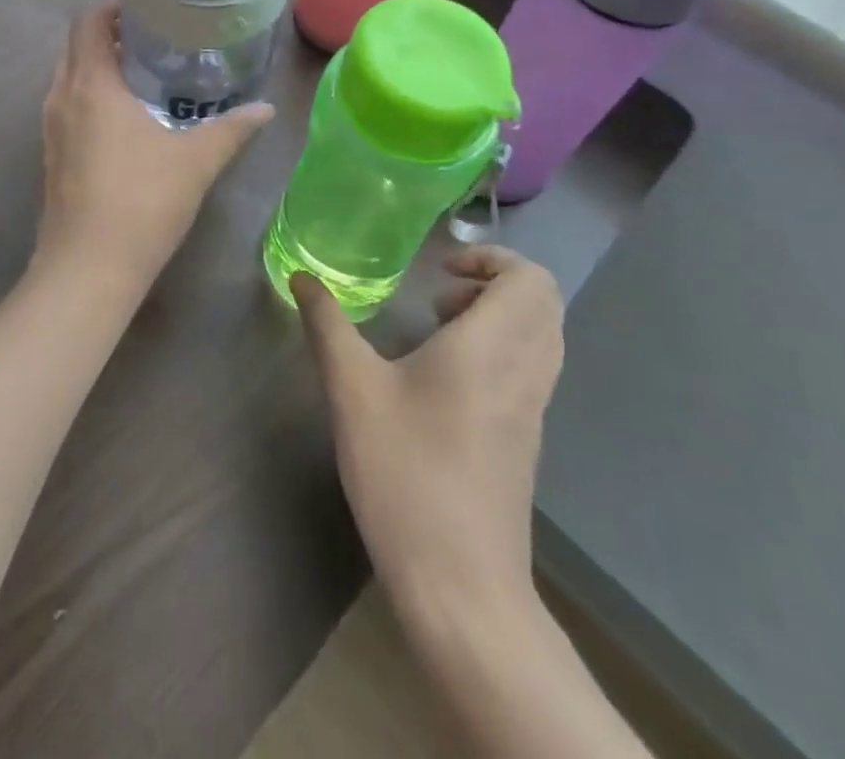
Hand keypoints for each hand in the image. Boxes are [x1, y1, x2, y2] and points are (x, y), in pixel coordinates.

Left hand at [35, 0, 273, 290]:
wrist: (87, 269)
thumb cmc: (142, 202)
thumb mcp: (196, 161)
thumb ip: (232, 129)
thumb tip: (266, 109)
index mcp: (91, 84)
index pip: (88, 20)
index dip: (113, 3)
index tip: (147, 3)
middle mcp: (62, 97)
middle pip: (76, 44)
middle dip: (109, 31)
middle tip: (154, 34)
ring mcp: (51, 128)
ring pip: (69, 76)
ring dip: (98, 64)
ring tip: (143, 70)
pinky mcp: (51, 155)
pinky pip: (68, 105)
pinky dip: (91, 94)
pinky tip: (126, 117)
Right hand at [295, 247, 563, 621]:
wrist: (462, 586)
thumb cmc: (405, 473)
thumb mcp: (352, 390)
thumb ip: (327, 325)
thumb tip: (302, 277)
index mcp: (491, 348)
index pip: (531, 279)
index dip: (492, 258)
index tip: (441, 270)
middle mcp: (524, 370)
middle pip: (543, 302)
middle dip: (494, 281)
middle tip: (439, 296)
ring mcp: (532, 409)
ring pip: (542, 336)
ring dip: (498, 315)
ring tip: (440, 330)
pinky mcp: (527, 440)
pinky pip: (532, 368)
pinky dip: (501, 349)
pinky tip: (446, 378)